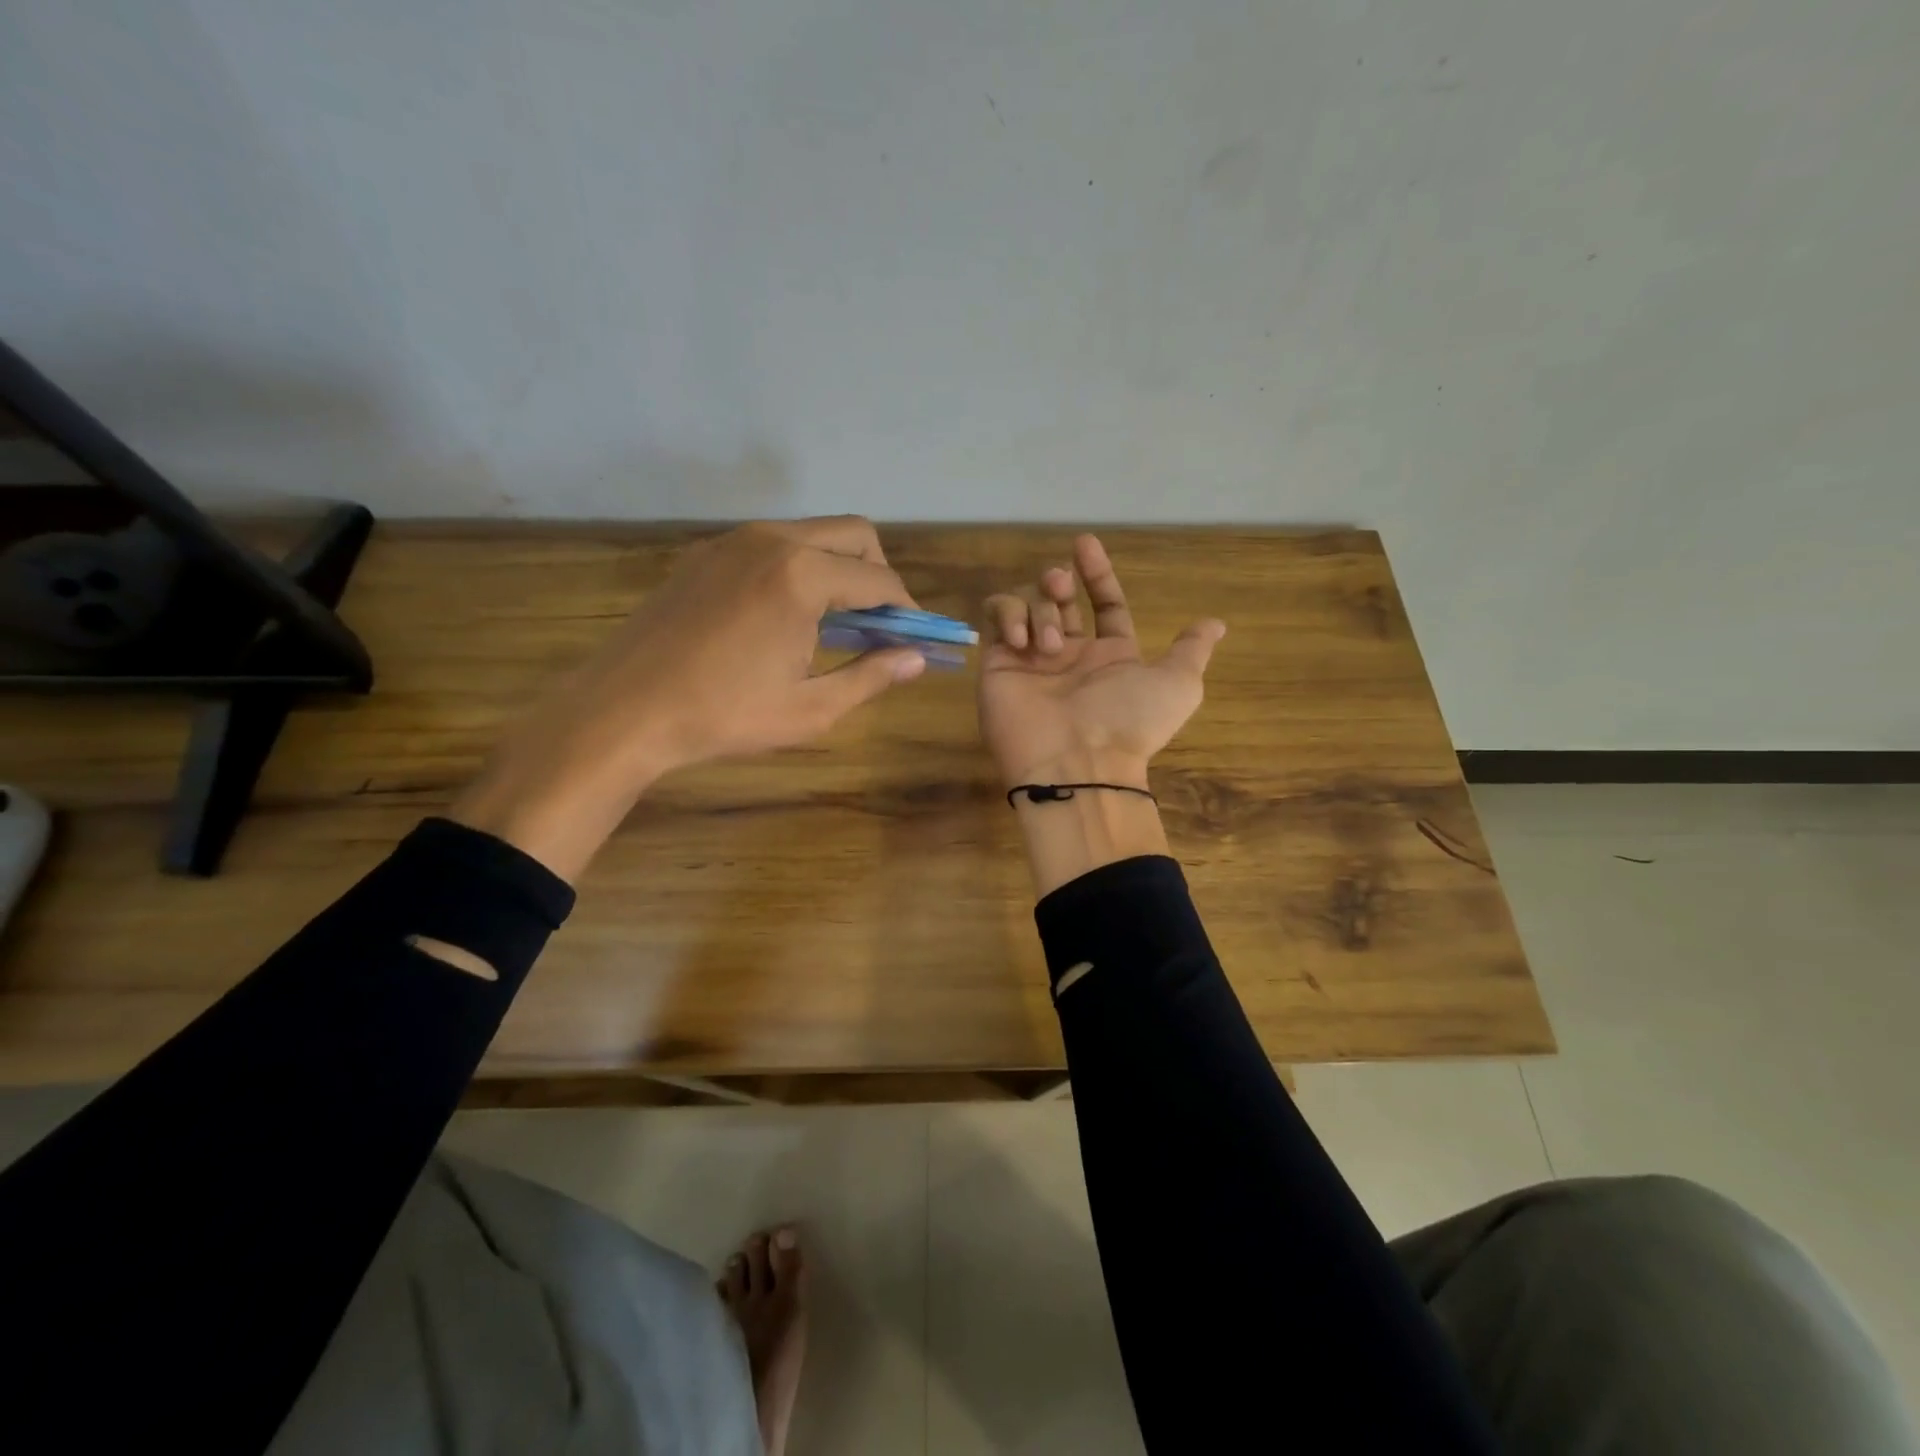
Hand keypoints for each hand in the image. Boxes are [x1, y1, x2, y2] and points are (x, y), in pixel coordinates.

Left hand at [452, 516, 926, 878]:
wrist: (624, 710)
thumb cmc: (724, 715)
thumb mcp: (811, 709)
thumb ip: (872, 676)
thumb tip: (917, 659)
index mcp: (802, 575)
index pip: (879, 581)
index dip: (907, 609)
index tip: (916, 636)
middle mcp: (771, 540)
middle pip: (853, 535)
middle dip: (878, 575)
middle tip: (878, 624)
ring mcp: (732, 541)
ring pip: (811, 534)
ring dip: (838, 568)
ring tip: (834, 623)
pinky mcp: (704, 554)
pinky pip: (771, 545)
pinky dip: (797, 568)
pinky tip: (784, 616)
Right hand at [978, 534, 1224, 789]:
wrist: (1077, 762)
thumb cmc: (1128, 720)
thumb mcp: (1178, 685)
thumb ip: (1191, 650)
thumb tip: (1216, 624)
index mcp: (1110, 655)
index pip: (1104, 604)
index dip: (1098, 574)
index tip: (1086, 545)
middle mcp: (1070, 653)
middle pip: (1060, 597)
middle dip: (1060, 580)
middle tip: (1062, 584)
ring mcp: (1031, 659)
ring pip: (1028, 602)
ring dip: (1040, 607)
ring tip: (1048, 642)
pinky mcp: (998, 663)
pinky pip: (996, 618)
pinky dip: (1008, 615)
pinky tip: (1022, 640)